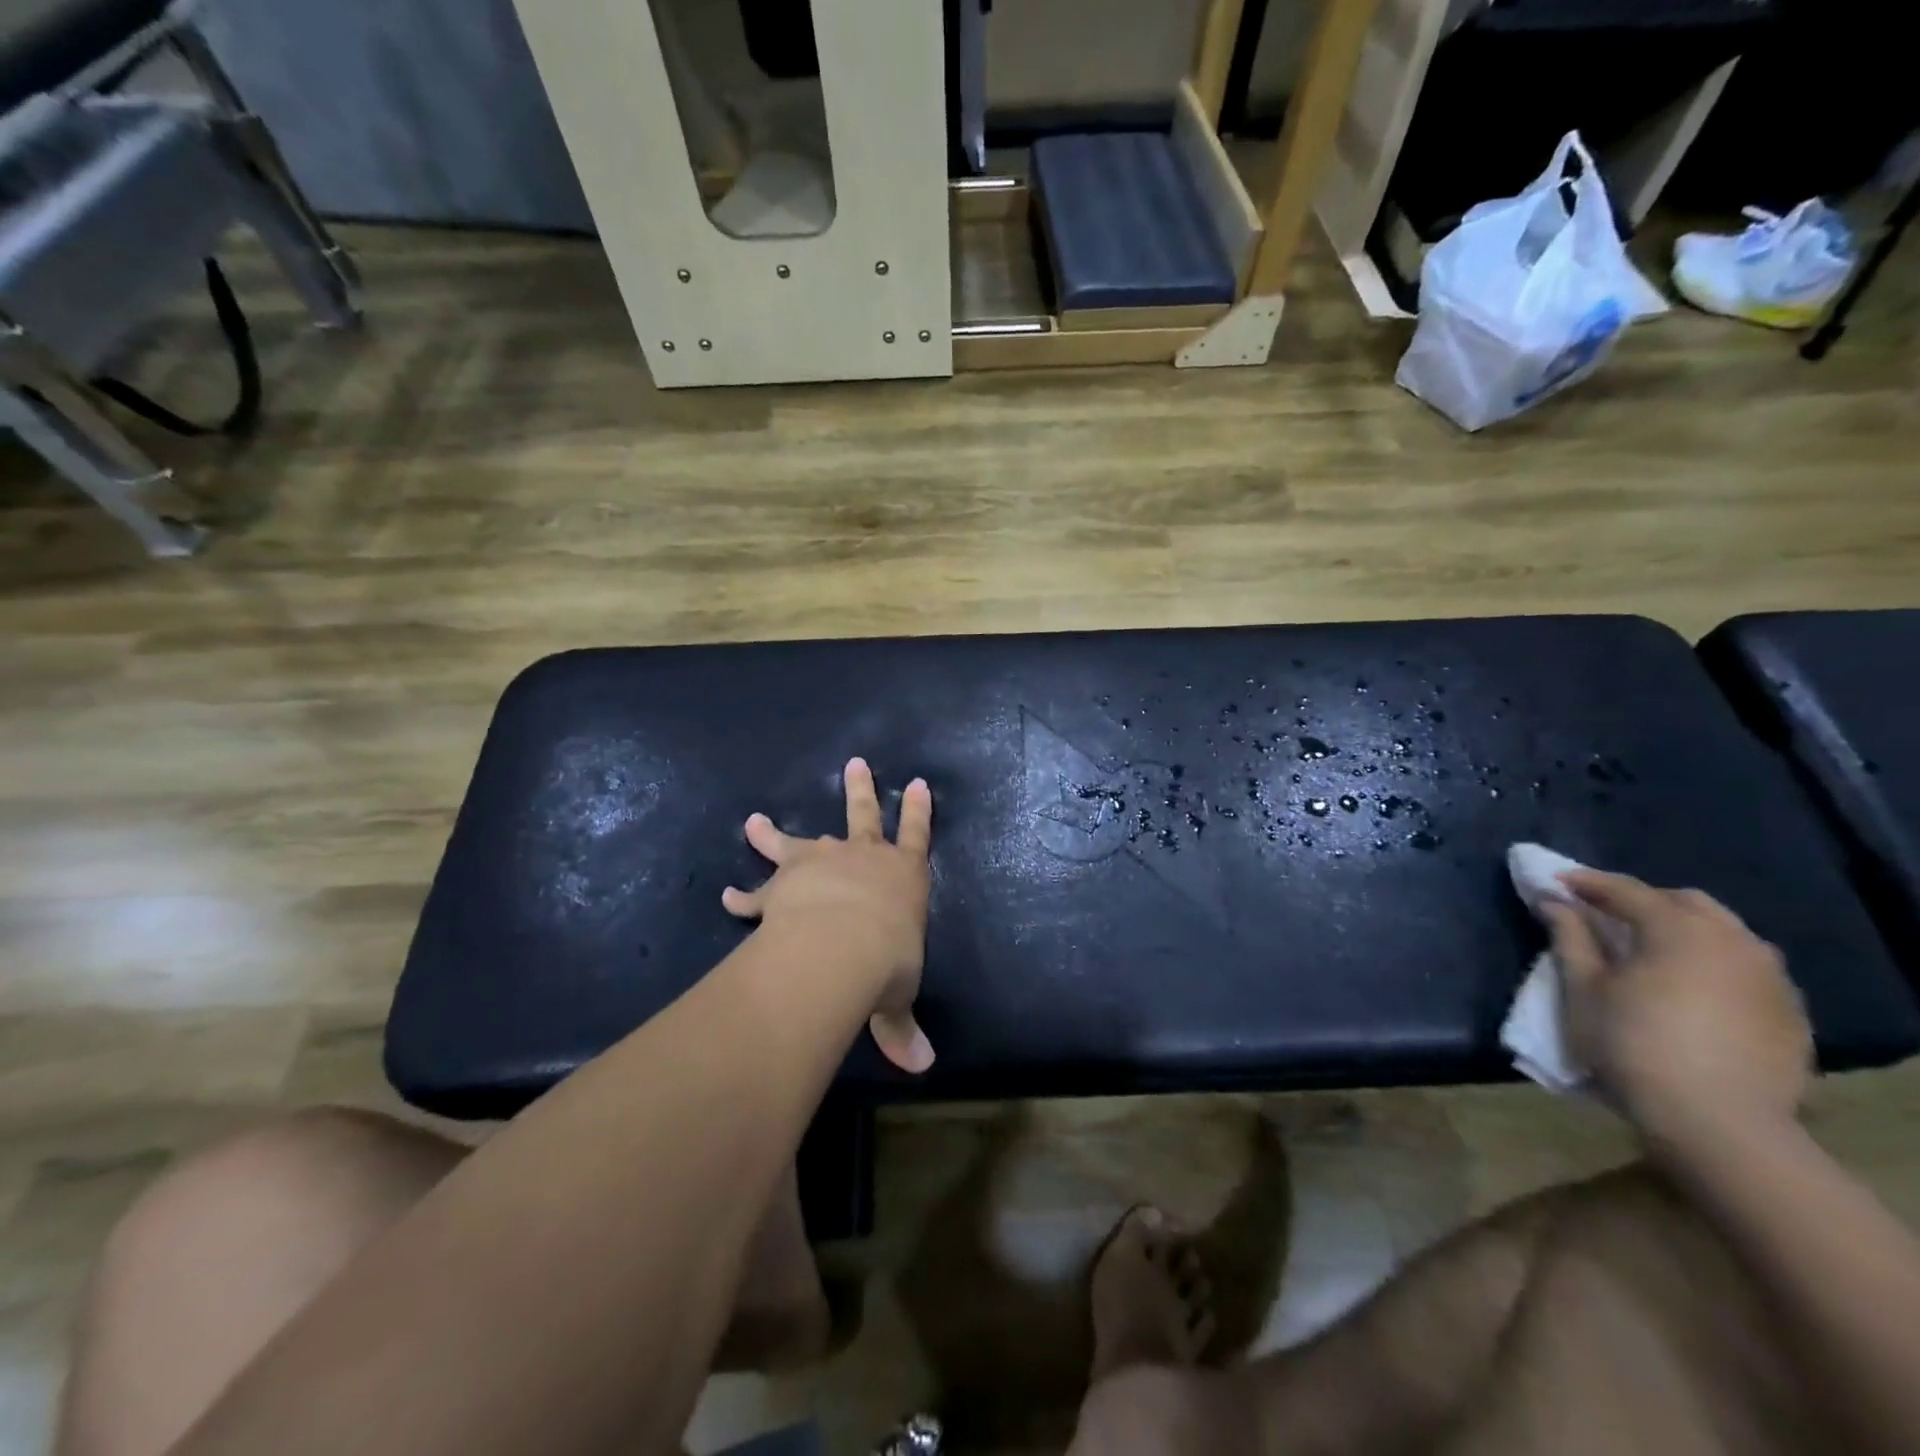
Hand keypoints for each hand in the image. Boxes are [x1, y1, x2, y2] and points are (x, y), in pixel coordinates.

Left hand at [722, 758, 935, 1073]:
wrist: (838, 946)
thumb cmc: (887, 962)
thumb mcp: (898, 996)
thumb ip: (902, 1028)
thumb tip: (922, 1068)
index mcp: (903, 875)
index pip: (918, 834)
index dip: (919, 810)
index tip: (918, 783)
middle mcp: (862, 858)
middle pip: (863, 815)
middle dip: (860, 790)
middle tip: (854, 764)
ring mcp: (820, 863)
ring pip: (797, 841)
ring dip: (774, 833)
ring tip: (754, 821)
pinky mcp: (784, 881)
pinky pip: (760, 888)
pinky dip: (744, 895)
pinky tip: (727, 897)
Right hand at [1544, 871, 1811, 1149]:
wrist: (1718, 1124)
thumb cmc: (1632, 1045)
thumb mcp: (1584, 988)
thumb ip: (1570, 936)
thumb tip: (1553, 901)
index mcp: (1679, 929)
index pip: (1626, 890)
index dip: (1586, 883)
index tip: (1555, 883)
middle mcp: (1734, 942)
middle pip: (1686, 902)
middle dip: (1643, 901)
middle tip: (1605, 914)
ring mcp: (1771, 979)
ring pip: (1725, 933)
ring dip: (1684, 930)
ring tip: (1652, 949)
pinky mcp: (1789, 1013)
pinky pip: (1747, 970)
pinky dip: (1713, 963)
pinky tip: (1691, 987)